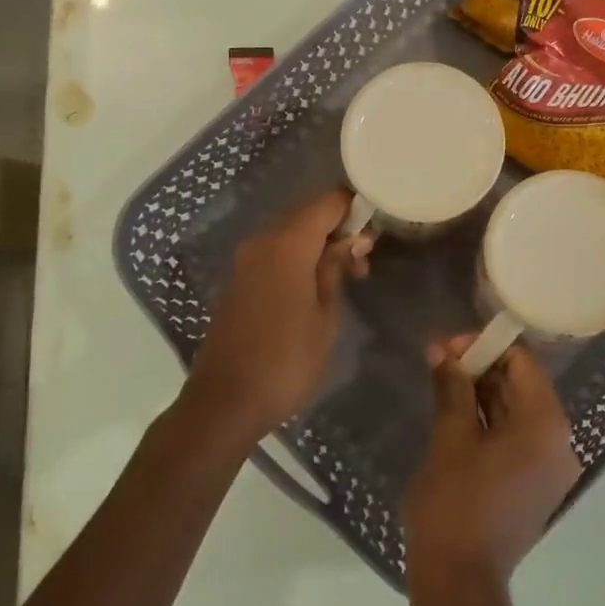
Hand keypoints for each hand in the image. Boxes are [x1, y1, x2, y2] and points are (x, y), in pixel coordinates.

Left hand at [178, 190, 371, 448]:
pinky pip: (275, 253)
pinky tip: (316, 285)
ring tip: (347, 276)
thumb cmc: (287, 361)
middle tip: (365, 259)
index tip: (378, 223)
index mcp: (287, 245)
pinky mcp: (238, 280)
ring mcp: (245, 261)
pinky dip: (299, 258)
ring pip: (290, 234)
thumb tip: (353, 239)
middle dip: (339, 228)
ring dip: (319, 245)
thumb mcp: (325, 315)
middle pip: (307, 215)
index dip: (354, 206)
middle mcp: (262, 242)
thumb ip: (336, 268)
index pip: (327, 203)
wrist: (226, 402)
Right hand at [403, 337, 582, 605]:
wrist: (459, 583)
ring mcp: (550, 468)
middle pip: (522, 386)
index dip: (485, 347)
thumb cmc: (454, 504)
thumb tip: (442, 351)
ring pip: (517, 413)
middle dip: (481, 369)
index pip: (523, 363)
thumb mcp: (449, 438)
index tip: (447, 346)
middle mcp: (559, 442)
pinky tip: (456, 413)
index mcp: (546, 425)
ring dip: (482, 394)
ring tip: (442, 382)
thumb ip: (452, 387)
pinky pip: (516, 439)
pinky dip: (489, 423)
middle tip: (438, 360)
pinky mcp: (535, 486)